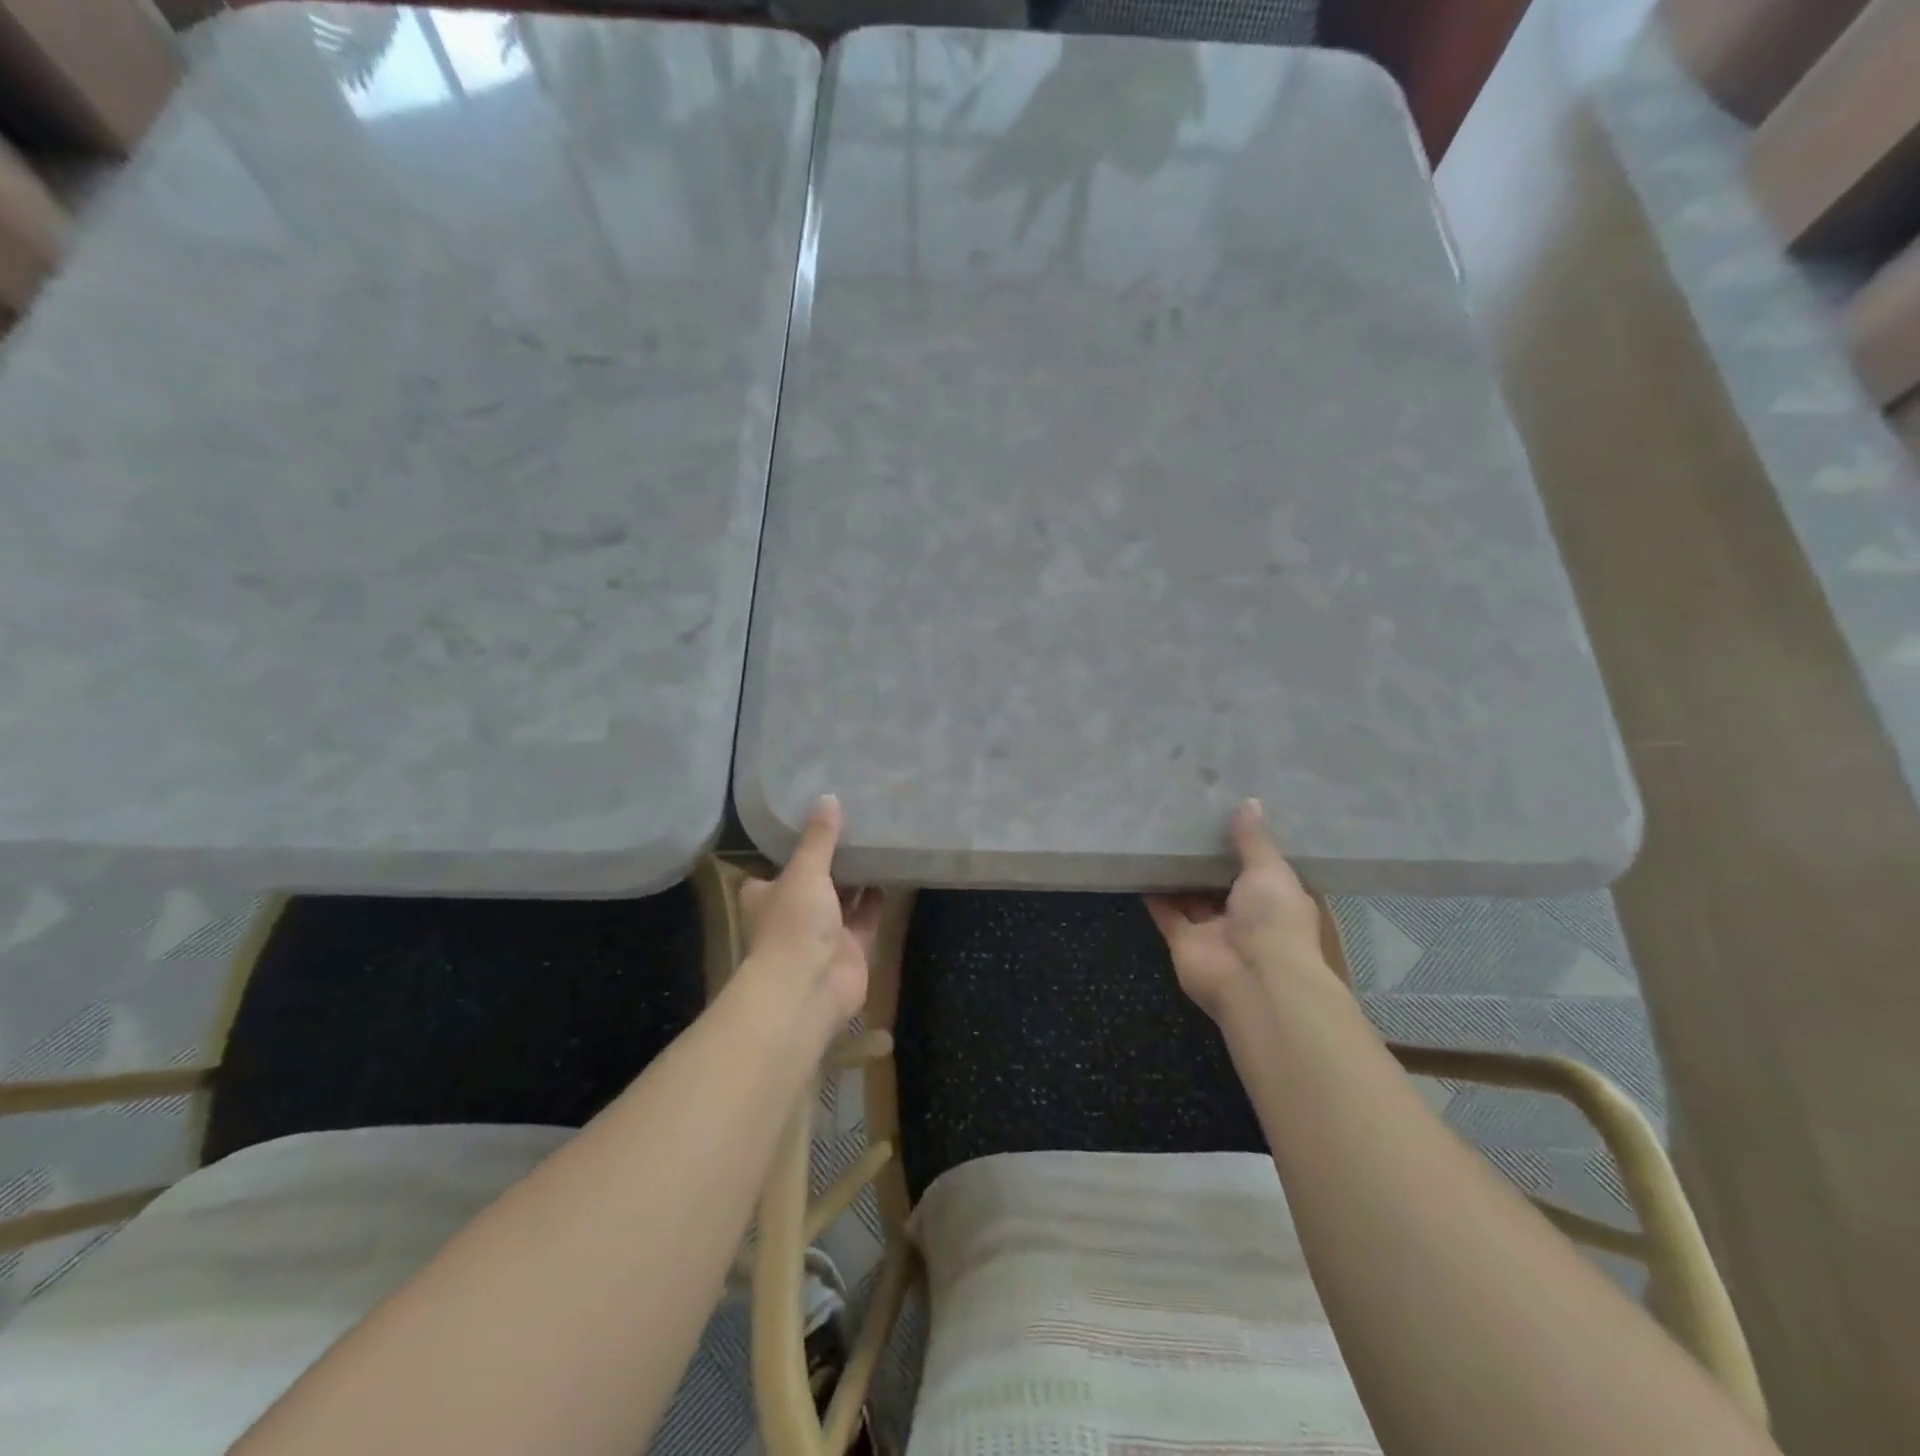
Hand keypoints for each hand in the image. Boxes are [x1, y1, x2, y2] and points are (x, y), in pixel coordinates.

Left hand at [738, 795, 882, 1027]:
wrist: (808, 988)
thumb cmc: (793, 924)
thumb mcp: (804, 871)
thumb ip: (819, 838)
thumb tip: (828, 797)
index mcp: (766, 894)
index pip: (778, 864)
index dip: (795, 845)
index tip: (818, 819)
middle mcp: (792, 912)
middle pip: (815, 879)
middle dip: (834, 858)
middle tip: (858, 822)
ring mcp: (822, 932)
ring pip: (843, 897)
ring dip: (859, 876)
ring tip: (879, 839)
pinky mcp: (851, 947)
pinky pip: (867, 915)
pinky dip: (878, 897)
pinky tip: (894, 869)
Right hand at [1146, 799, 1330, 1021]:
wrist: (1254, 981)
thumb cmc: (1273, 920)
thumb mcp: (1270, 871)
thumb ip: (1253, 840)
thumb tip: (1250, 802)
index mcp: (1276, 898)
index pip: (1260, 866)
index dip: (1244, 842)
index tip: (1224, 812)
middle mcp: (1246, 914)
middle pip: (1221, 880)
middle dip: (1205, 856)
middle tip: (1184, 816)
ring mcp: (1212, 929)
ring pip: (1191, 895)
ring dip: (1178, 872)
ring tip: (1158, 834)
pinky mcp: (1182, 940)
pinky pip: (1165, 911)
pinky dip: (1153, 892)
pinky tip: (1139, 863)